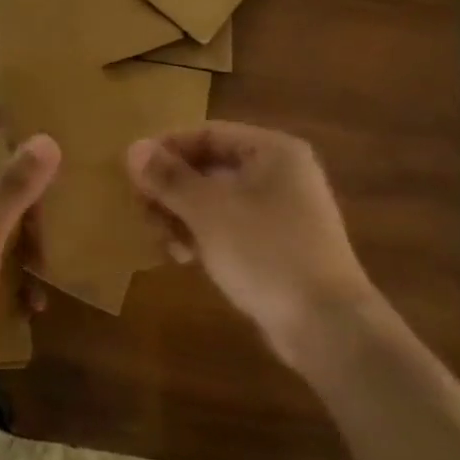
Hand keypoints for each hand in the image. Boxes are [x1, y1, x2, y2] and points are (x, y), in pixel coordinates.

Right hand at [127, 122, 377, 363]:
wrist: (327, 326)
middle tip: (144, 214)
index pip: (206, 134)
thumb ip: (168, 177)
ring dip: (182, 216)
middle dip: (171, 190)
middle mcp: (280, 173)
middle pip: (209, 167)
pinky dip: (203, 236)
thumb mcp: (207, 210)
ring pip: (216, 200)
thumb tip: (133, 147)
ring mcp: (282, 211)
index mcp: (272, 151)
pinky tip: (186, 258)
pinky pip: (230, 227)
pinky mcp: (278, 245)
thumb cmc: (265, 252)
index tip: (132, 175)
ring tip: (163, 243)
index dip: (166, 150)